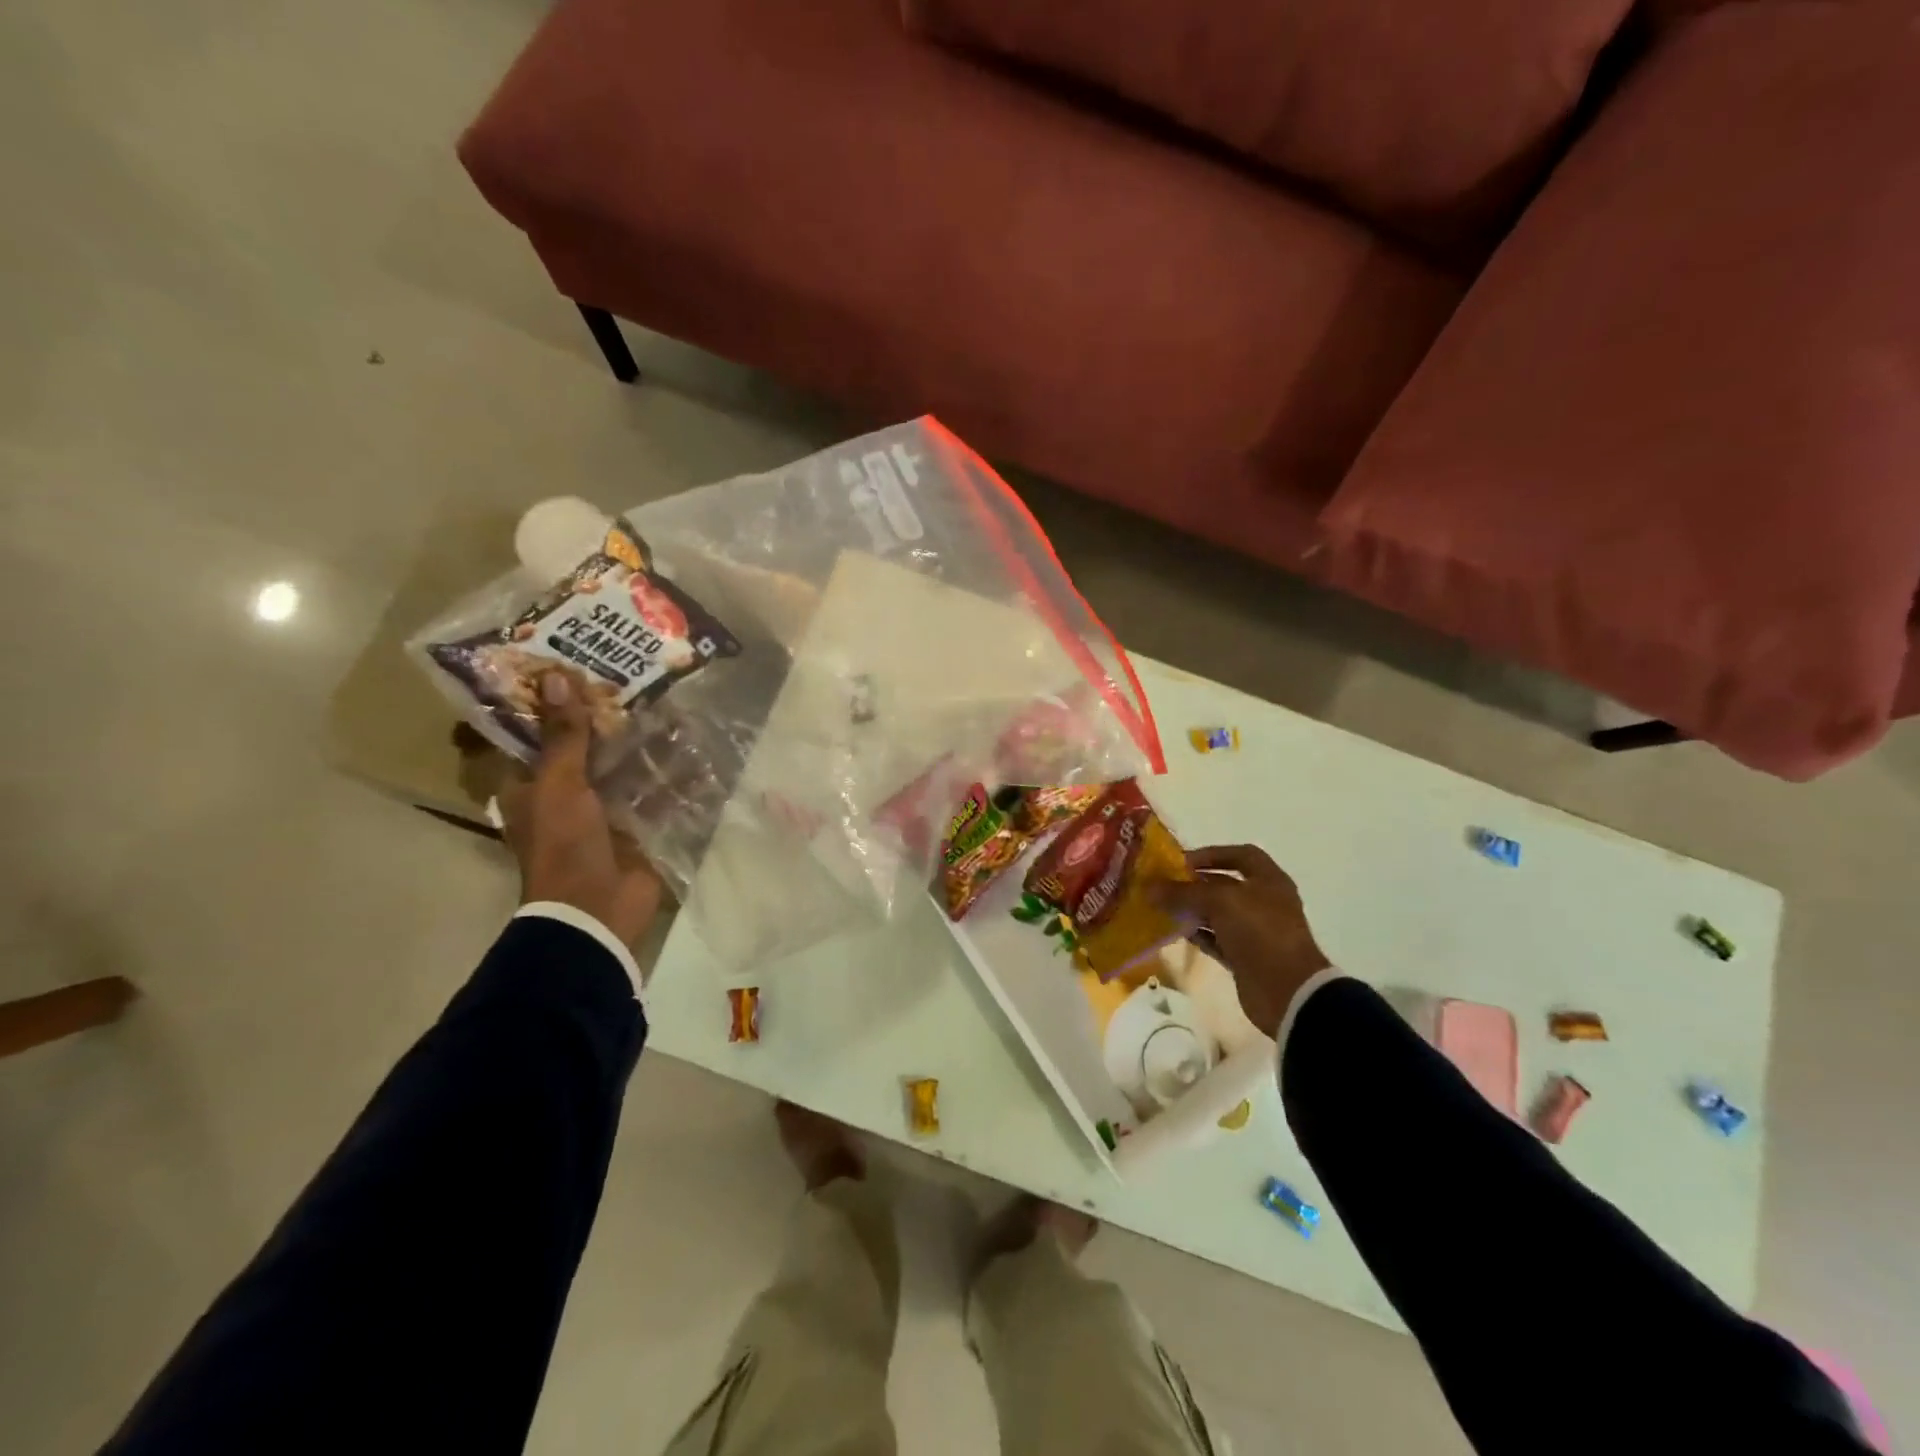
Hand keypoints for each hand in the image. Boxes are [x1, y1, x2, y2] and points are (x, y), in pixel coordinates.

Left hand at [499, 668, 664, 951]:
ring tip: (667, 703)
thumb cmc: (564, 844)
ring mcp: (603, 809)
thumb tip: (557, 676)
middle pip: (584, 746)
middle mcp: (564, 792)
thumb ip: (563, 735)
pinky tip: (692, 747)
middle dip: (605, 718)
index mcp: (530, 784)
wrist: (598, 909)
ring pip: (622, 765)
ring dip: (642, 742)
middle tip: (630, 677)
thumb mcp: (559, 784)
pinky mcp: (637, 824)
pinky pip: (655, 790)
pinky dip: (671, 773)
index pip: (533, 733)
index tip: (571, 666)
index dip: (548, 702)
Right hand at [1158, 844, 1329, 1039]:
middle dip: (1194, 884)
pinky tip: (1175, 932)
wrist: (1287, 990)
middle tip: (1163, 886)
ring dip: (1192, 910)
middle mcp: (1263, 902)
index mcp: (1268, 881)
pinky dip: (1197, 934)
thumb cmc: (1260, 932)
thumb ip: (1183, 893)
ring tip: (1162, 908)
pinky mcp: (1244, 957)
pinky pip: (1215, 939)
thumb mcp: (1219, 902)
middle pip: (1225, 885)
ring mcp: (1255, 931)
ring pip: (1217, 913)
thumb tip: (1149, 888)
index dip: (1212, 854)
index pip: (1241, 855)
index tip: (1182, 861)